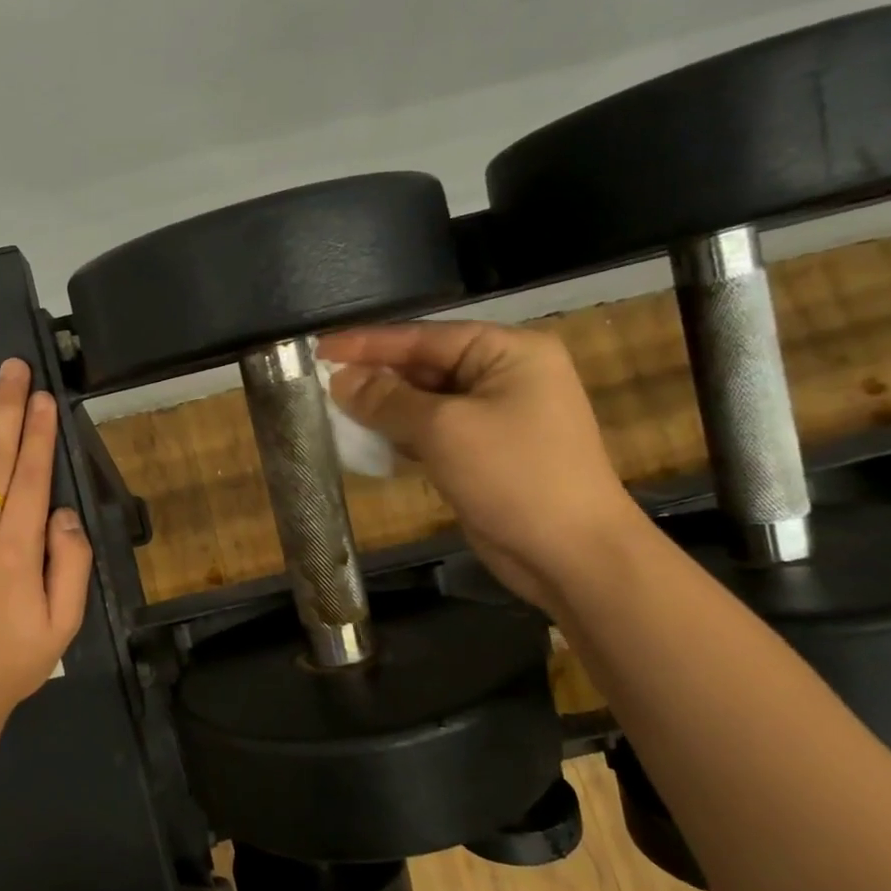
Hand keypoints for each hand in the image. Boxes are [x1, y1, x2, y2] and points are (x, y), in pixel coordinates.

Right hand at [318, 322, 641, 610]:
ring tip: (334, 411)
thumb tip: (340, 380)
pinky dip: (401, 435)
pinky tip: (367, 442)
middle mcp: (504, 375)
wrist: (571, 554)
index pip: (425, 337)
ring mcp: (496, 416)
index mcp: (508, 351)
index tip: (319, 348)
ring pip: (425, 402)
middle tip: (321, 383)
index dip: (368, 343)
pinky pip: (433, 432)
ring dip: (384, 409)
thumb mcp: (443, 429)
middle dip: (376, 377)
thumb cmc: (513, 476)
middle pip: (425, 366)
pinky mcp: (485, 452)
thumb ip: (387, 400)